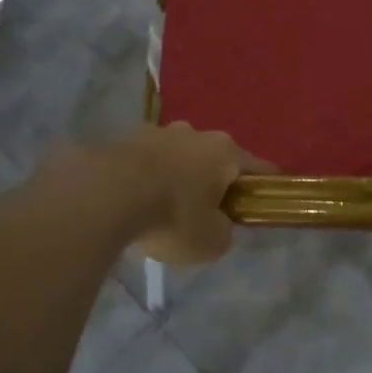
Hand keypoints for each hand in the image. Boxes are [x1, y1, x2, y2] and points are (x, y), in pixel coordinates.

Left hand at [100, 123, 253, 266]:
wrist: (106, 194)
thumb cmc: (172, 216)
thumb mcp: (211, 241)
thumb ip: (223, 231)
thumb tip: (219, 223)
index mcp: (225, 151)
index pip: (258, 168)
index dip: (264, 187)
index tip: (265, 202)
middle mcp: (195, 133)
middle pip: (214, 158)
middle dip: (213, 181)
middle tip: (206, 212)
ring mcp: (157, 131)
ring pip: (178, 156)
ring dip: (177, 176)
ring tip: (163, 207)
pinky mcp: (125, 139)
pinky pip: (146, 161)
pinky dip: (147, 177)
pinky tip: (136, 201)